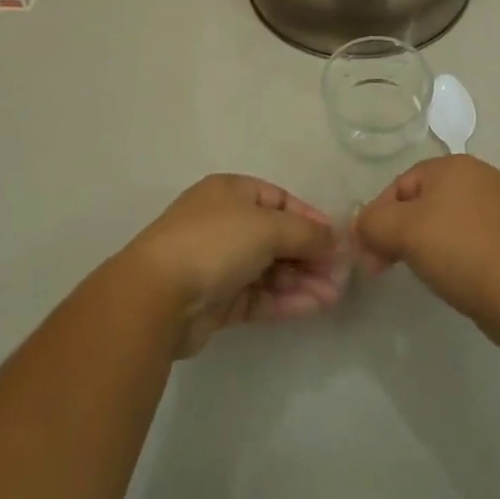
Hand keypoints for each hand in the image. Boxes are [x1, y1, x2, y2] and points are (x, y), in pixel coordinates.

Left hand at [121, 174, 349, 356]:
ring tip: (335, 296)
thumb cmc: (215, 242)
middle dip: (310, 254)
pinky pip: (260, 294)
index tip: (338, 239)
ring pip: (270, 268)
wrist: (157, 296)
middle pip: (277, 236)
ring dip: (303, 279)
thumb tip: (336, 239)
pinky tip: (314, 306)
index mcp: (231, 192)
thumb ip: (306, 234)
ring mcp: (220, 263)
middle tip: (342, 275)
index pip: (280, 200)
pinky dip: (286, 299)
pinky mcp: (217, 300)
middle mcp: (225, 223)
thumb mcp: (268, 227)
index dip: (310, 218)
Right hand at [354, 156, 499, 345]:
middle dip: (397, 232)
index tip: (368, 255)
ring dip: (422, 245)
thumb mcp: (405, 231)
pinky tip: (448, 277)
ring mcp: (496, 207)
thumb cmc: (460, 250)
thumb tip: (361, 226)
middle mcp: (476, 177)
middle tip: (384, 267)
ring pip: (442, 221)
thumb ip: (374, 223)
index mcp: (452, 165)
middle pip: (420, 201)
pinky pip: (465, 239)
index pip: (399, 185)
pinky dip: (450, 255)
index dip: (378, 218)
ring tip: (417, 274)